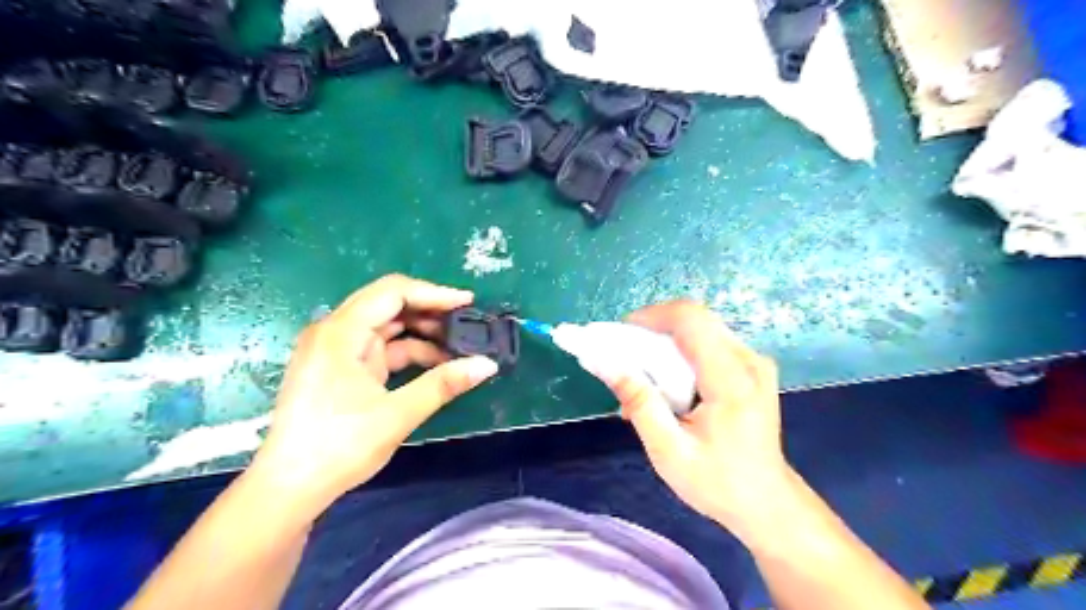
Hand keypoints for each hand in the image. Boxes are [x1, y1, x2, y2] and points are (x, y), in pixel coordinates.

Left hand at [249, 275, 495, 519]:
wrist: (290, 489)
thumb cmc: (338, 447)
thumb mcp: (397, 414)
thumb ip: (443, 384)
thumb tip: (488, 365)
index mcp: (341, 332)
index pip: (393, 293)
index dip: (434, 293)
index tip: (468, 302)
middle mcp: (336, 332)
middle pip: (390, 305)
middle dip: (430, 313)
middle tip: (468, 324)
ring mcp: (338, 350)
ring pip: (388, 327)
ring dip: (423, 335)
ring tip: (459, 347)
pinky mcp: (342, 368)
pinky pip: (382, 349)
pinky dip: (410, 353)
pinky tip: (436, 365)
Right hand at [581, 301, 794, 537]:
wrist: (768, 504)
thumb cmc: (719, 484)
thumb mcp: (669, 451)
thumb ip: (640, 404)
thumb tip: (607, 364)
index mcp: (732, 380)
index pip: (691, 320)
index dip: (651, 316)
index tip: (619, 335)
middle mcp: (748, 361)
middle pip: (694, 320)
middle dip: (653, 332)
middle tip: (625, 359)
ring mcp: (754, 362)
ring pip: (700, 330)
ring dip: (665, 345)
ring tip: (642, 378)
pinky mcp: (751, 369)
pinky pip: (709, 344)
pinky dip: (680, 355)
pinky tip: (667, 386)